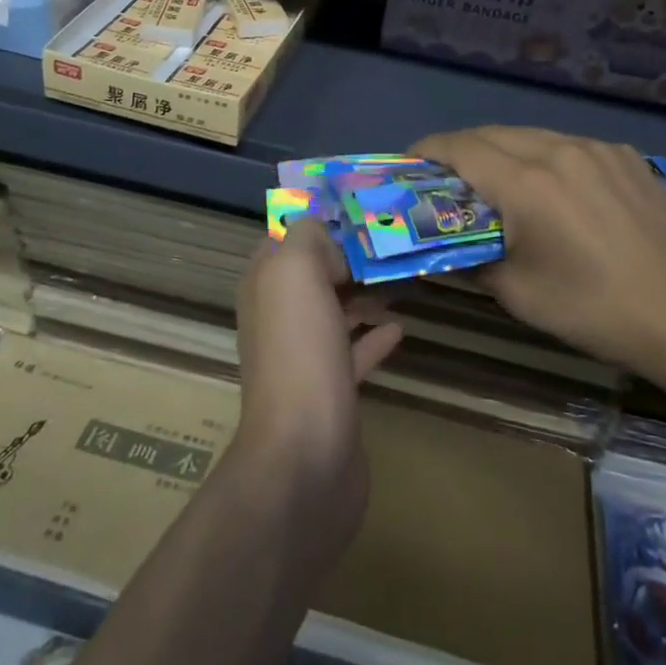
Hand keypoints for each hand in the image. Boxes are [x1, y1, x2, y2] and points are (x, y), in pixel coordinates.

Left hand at [233, 219, 402, 539]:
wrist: (305, 453)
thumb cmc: (299, 351)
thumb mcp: (295, 271)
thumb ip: (307, 237)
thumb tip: (328, 239)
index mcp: (264, 284)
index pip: (285, 237)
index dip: (318, 221)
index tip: (361, 211)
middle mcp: (277, 316)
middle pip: (314, 274)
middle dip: (347, 256)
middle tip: (391, 243)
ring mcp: (302, 356)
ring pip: (333, 310)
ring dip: (362, 293)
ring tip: (401, 279)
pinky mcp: (329, 391)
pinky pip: (352, 352)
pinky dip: (373, 336)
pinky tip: (399, 328)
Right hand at [413, 126, 665, 374]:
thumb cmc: (592, 309)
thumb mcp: (517, 292)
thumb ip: (469, 258)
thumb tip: (441, 245)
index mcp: (527, 184)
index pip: (460, 147)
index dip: (428, 150)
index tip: (410, 164)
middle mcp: (558, 150)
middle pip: (491, 133)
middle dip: (461, 150)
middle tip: (447, 179)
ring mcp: (596, 148)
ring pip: (530, 134)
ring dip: (502, 150)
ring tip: (495, 181)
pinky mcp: (624, 155)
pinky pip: (568, 144)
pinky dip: (544, 157)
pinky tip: (552, 188)